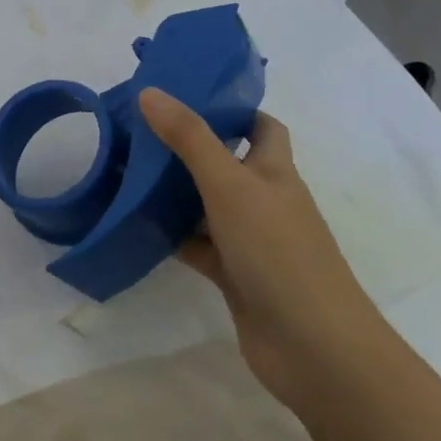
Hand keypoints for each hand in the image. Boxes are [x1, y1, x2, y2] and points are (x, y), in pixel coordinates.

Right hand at [138, 88, 391, 406]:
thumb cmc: (278, 252)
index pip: (261, 127)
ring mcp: (250, 240)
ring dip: (174, 192)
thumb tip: (149, 92)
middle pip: (226, 162)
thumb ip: (189, 138)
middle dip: (188, 147)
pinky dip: (172, 235)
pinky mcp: (234, 275)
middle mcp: (265, 200)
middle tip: (139, 131)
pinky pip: (197, 245)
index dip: (232, 109)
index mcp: (275, 171)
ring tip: (126, 170)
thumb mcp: (230, 185)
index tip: (186, 96)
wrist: (314, 349)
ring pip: (207, 205)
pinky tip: (137, 224)